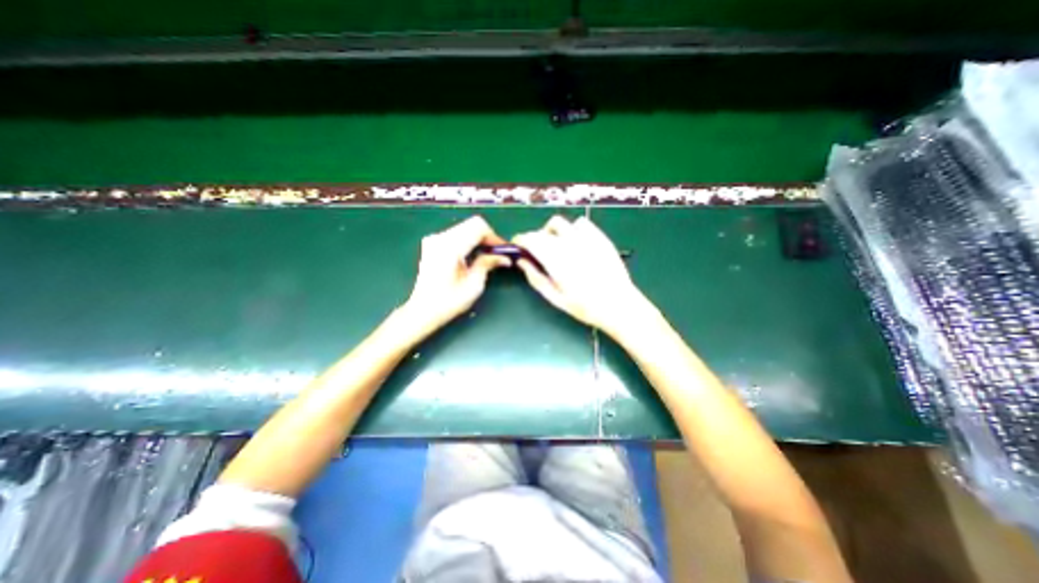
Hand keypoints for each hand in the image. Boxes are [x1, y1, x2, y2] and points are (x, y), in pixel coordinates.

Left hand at [399, 214, 509, 335]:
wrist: (422, 310)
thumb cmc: (449, 302)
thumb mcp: (474, 285)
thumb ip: (488, 264)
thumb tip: (505, 257)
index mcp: (450, 247)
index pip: (478, 227)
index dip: (494, 236)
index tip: (503, 250)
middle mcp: (440, 238)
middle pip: (472, 224)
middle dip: (488, 237)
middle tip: (497, 253)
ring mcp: (434, 239)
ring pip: (465, 227)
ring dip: (479, 238)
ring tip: (487, 255)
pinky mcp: (432, 244)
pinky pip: (456, 234)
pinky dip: (468, 241)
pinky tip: (472, 255)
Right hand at [513, 213, 650, 335]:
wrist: (619, 304)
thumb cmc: (585, 306)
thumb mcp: (555, 297)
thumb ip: (536, 278)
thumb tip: (522, 262)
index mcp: (555, 260)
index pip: (530, 240)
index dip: (521, 240)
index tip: (518, 245)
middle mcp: (568, 244)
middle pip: (542, 231)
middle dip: (534, 238)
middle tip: (536, 251)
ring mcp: (585, 238)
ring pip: (560, 223)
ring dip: (552, 231)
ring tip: (556, 245)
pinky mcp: (599, 237)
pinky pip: (581, 223)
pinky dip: (572, 229)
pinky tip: (575, 242)